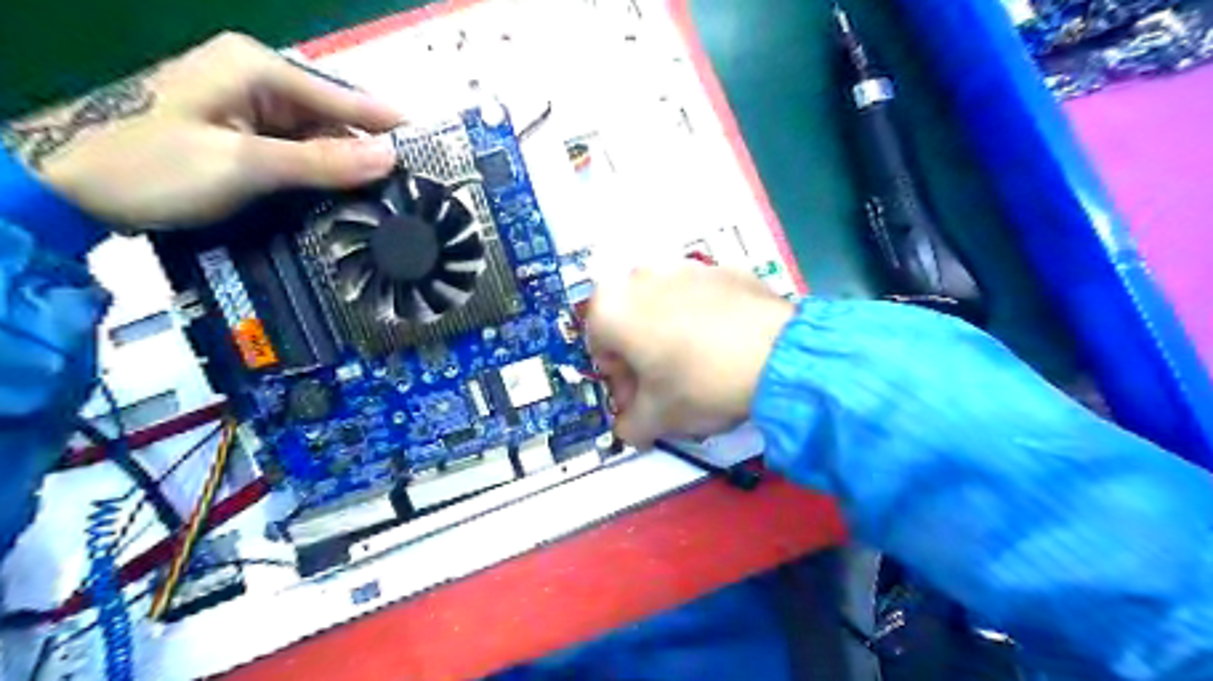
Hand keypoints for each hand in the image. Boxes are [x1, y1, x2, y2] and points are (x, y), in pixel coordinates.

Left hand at [1, 32, 406, 225]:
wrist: (68, 186)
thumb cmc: (152, 166)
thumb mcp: (244, 164)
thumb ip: (321, 162)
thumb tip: (390, 158)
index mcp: (257, 68)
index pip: (344, 97)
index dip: (389, 126)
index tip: (434, 151)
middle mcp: (259, 80)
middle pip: (334, 118)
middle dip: (371, 152)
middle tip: (415, 189)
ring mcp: (249, 107)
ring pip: (319, 138)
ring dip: (348, 169)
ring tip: (392, 201)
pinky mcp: (243, 134)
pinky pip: (299, 152)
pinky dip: (322, 175)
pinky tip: (347, 199)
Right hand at [588, 263, 798, 449]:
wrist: (777, 356)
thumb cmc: (699, 384)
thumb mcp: (656, 419)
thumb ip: (629, 426)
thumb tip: (629, 427)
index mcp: (611, 307)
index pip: (600, 351)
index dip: (620, 383)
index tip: (643, 402)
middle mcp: (640, 276)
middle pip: (631, 325)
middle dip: (643, 357)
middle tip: (669, 387)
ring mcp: (685, 266)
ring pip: (665, 308)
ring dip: (671, 335)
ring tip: (701, 366)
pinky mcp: (724, 267)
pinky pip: (702, 298)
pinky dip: (704, 319)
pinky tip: (726, 346)